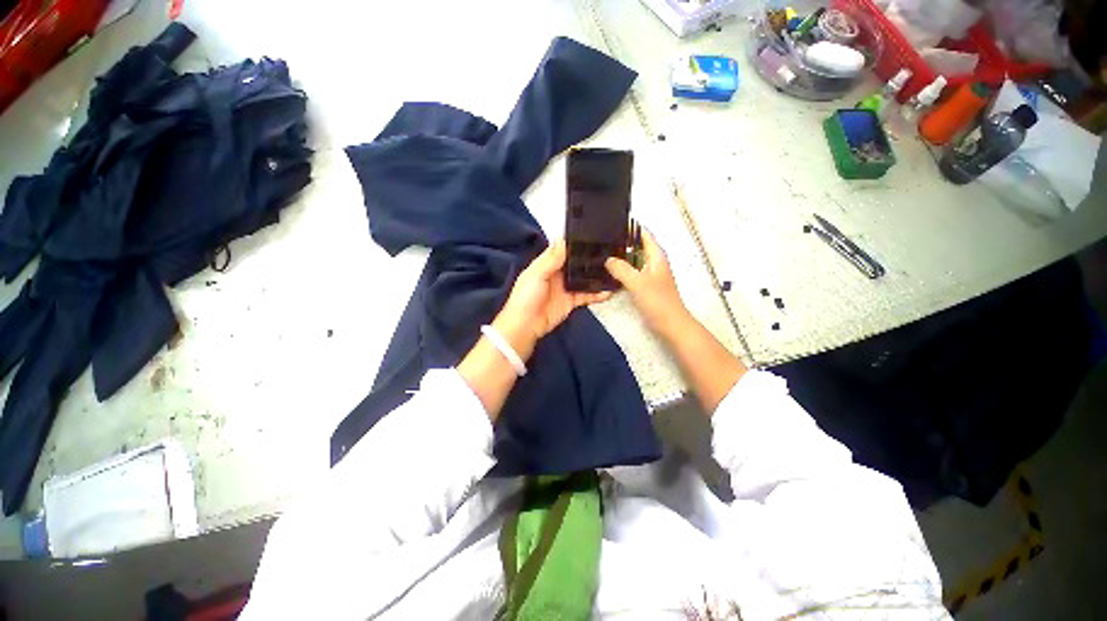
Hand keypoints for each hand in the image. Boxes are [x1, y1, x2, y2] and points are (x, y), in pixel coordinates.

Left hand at [493, 240, 610, 359]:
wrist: (526, 326)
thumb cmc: (527, 296)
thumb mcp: (536, 274)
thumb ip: (551, 259)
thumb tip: (563, 239)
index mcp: (546, 264)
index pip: (562, 250)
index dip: (575, 243)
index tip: (592, 235)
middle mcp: (557, 274)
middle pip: (575, 264)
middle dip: (589, 258)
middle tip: (609, 251)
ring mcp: (566, 288)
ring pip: (583, 279)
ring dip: (595, 275)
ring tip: (613, 269)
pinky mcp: (572, 302)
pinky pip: (587, 295)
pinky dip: (597, 294)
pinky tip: (609, 290)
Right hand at [605, 227, 689, 337]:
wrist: (670, 324)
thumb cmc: (658, 301)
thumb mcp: (637, 282)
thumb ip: (621, 269)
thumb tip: (607, 259)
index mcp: (656, 255)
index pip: (644, 233)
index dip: (630, 226)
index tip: (612, 222)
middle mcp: (653, 261)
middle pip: (636, 245)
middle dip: (621, 241)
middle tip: (600, 238)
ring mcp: (649, 274)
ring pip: (633, 259)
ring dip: (620, 256)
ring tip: (601, 252)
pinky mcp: (645, 285)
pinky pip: (631, 271)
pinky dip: (621, 269)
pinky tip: (609, 271)